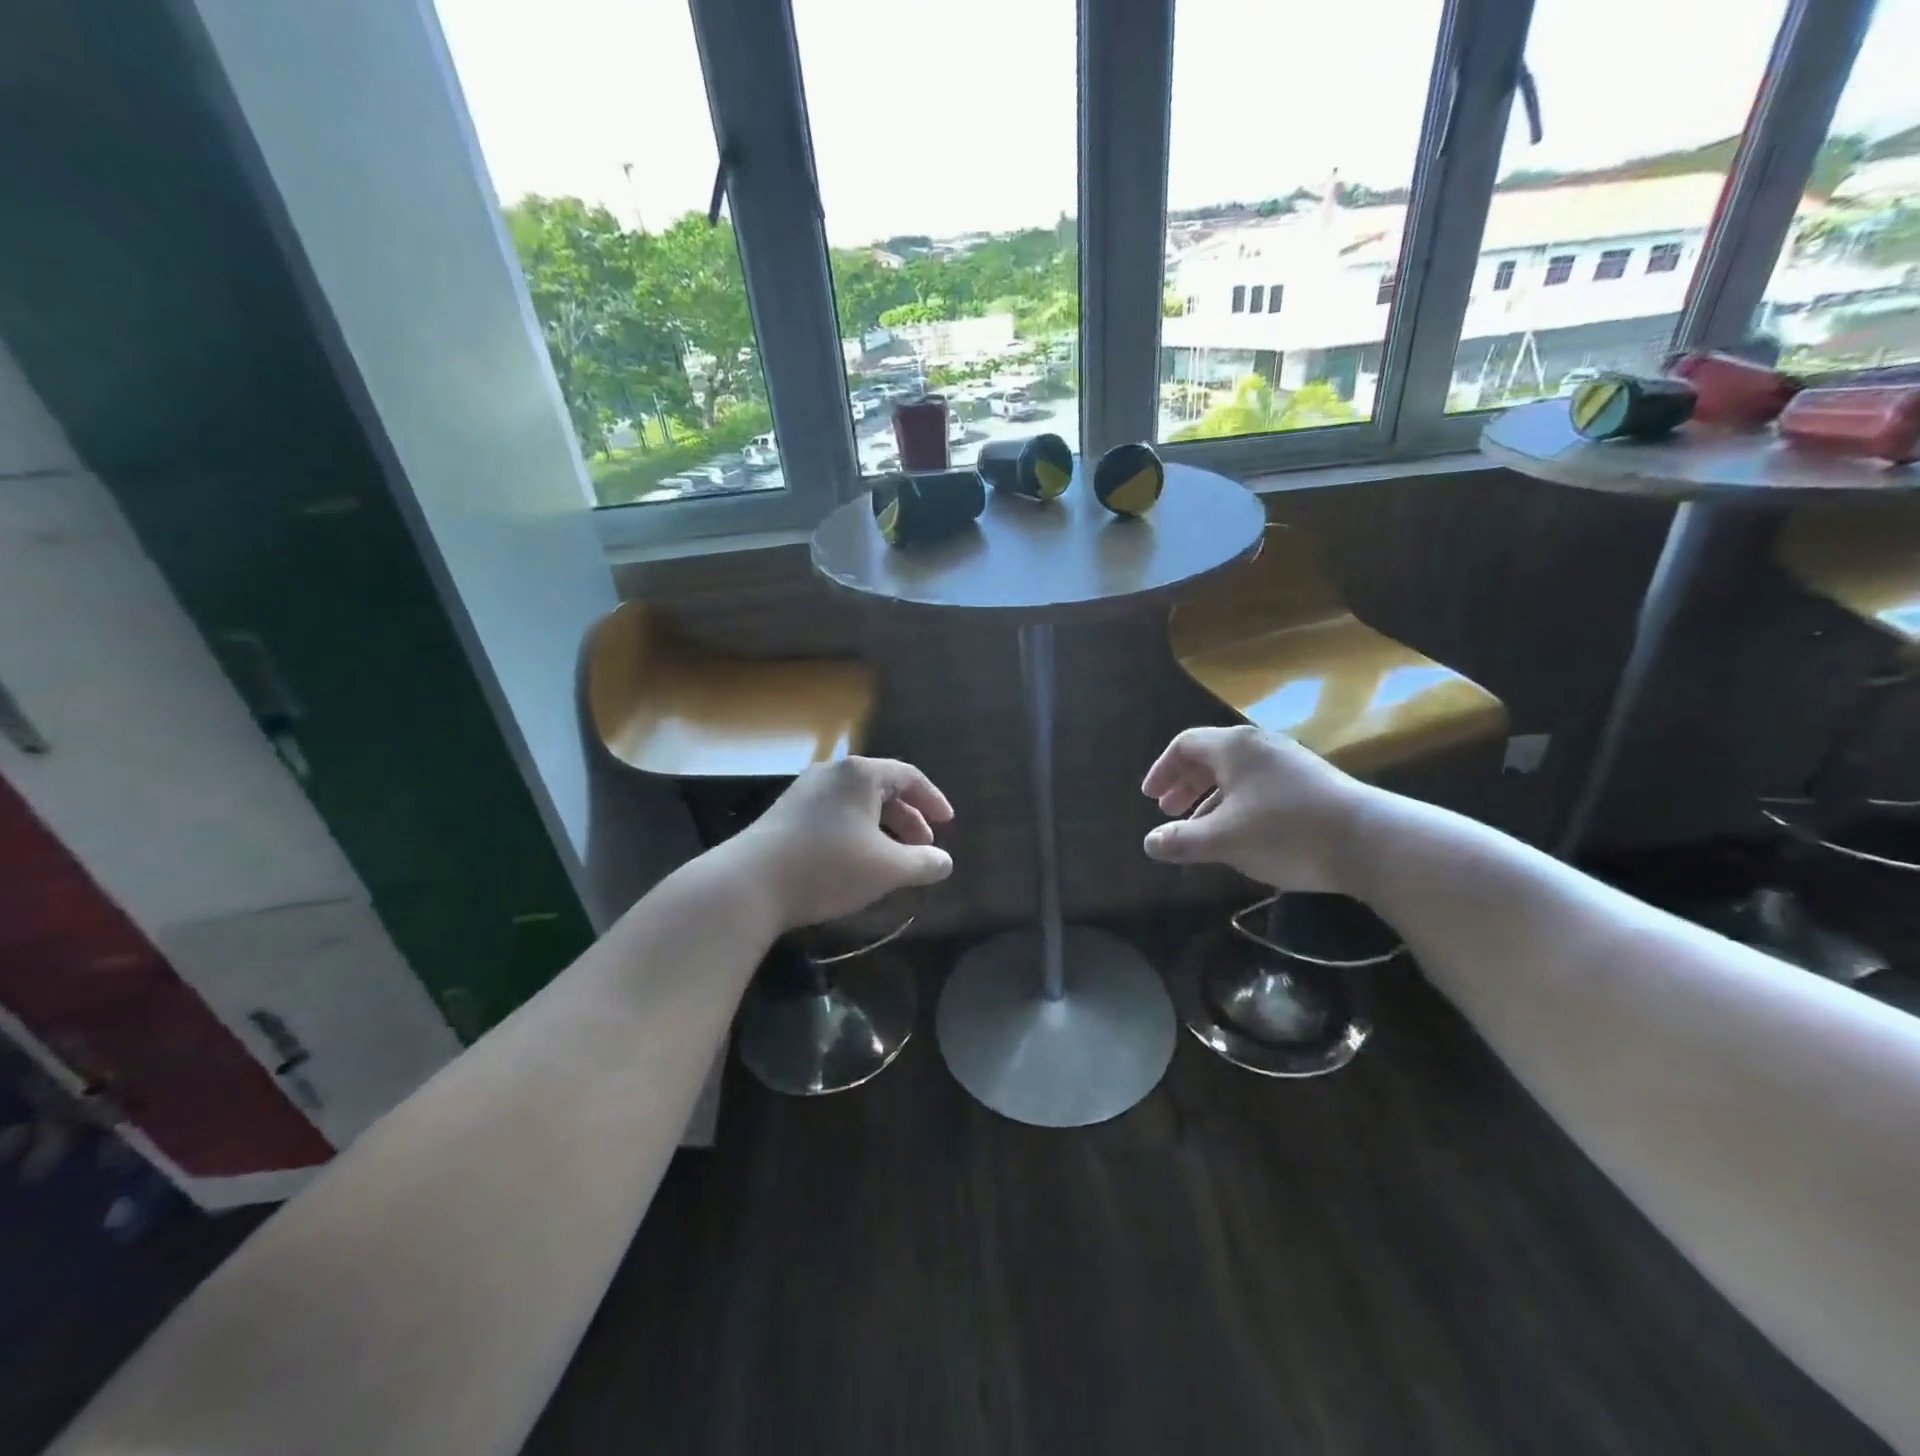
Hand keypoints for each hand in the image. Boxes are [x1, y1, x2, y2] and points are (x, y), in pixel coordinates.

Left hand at [732, 758, 954, 930]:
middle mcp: (832, 773)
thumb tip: (945, 861)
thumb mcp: (887, 868)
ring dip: (882, 828)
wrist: (749, 884)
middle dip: (908, 818)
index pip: (908, 776)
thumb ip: (923, 863)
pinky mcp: (785, 814)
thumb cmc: (828, 866)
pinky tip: (857, 861)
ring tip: (894, 858)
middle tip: (924, 846)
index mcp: (860, 774)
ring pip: (856, 804)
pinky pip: (834, 814)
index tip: (947, 823)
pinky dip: (856, 832)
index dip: (932, 799)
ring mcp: (804, 791)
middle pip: (881, 788)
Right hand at [1140, 726, 1370, 894]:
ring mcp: (1289, 762)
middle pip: (1210, 757)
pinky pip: (1260, 785)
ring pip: (1237, 774)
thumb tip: (1149, 843)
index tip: (1150, 798)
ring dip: (1210, 798)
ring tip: (1199, 828)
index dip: (1162, 770)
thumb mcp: (1223, 840)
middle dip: (1185, 785)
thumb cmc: (1284, 832)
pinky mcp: (1311, 782)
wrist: (1369, 841)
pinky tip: (1240, 833)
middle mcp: (1260, 746)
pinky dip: (1237, 803)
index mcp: (1233, 747)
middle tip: (1169, 811)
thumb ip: (1181, 840)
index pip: (1185, 746)